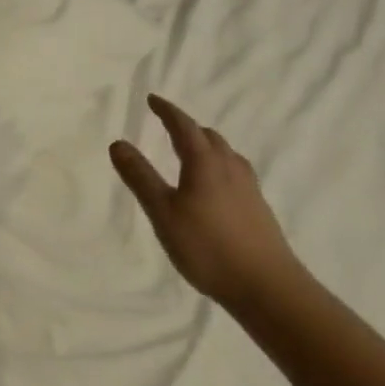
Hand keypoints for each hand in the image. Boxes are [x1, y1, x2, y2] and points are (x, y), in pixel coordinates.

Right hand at [110, 95, 304, 310]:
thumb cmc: (207, 247)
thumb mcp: (163, 213)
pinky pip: (235, 172)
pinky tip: (215, 187)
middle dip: (187, 127)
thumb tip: (118, 143)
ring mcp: (248, 187)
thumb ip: (140, 177)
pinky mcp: (258, 207)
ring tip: (191, 153)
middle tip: (169, 126)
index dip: (167, 111)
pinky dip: (218, 166)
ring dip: (206, 146)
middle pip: (208, 137)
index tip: (153, 99)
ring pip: (225, 154)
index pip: (184, 126)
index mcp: (205, 163)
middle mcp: (229, 167)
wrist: (266, 285)